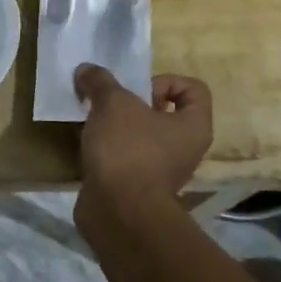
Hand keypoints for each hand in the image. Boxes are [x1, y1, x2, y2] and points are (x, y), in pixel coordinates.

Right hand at [73, 65, 212, 215]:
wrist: (117, 211)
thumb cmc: (127, 150)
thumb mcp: (112, 103)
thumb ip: (100, 81)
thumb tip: (86, 70)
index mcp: (194, 125)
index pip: (193, 88)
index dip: (165, 81)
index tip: (137, 91)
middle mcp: (185, 148)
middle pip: (164, 112)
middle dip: (133, 104)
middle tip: (110, 104)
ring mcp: (163, 171)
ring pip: (142, 136)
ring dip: (118, 127)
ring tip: (94, 123)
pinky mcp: (138, 187)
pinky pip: (126, 158)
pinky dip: (109, 150)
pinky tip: (89, 147)